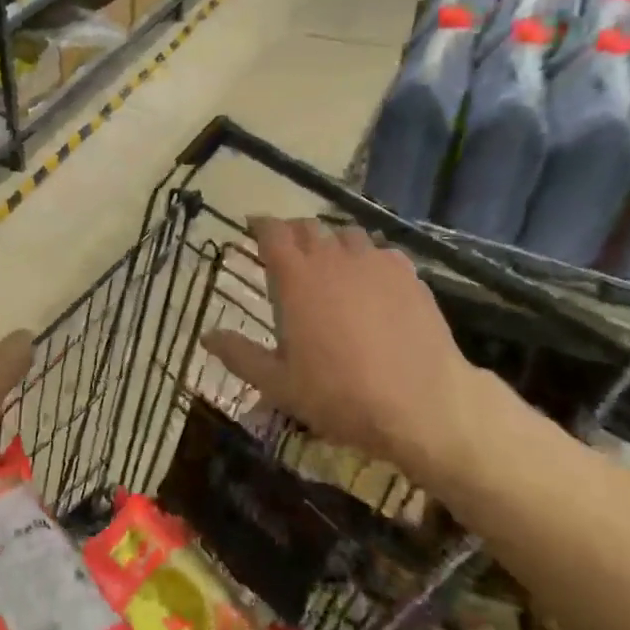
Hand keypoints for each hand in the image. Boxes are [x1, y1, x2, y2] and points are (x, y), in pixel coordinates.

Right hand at [201, 218, 510, 488]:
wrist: (421, 404)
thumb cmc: (340, 395)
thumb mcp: (279, 384)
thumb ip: (240, 355)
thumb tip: (207, 336)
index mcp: (296, 278)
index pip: (272, 232)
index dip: (260, 225)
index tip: (252, 228)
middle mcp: (333, 258)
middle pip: (308, 227)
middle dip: (293, 233)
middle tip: (286, 252)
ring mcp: (376, 262)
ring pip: (347, 235)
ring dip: (331, 243)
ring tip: (329, 265)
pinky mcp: (409, 275)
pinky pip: (381, 252)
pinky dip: (367, 259)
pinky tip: (371, 283)